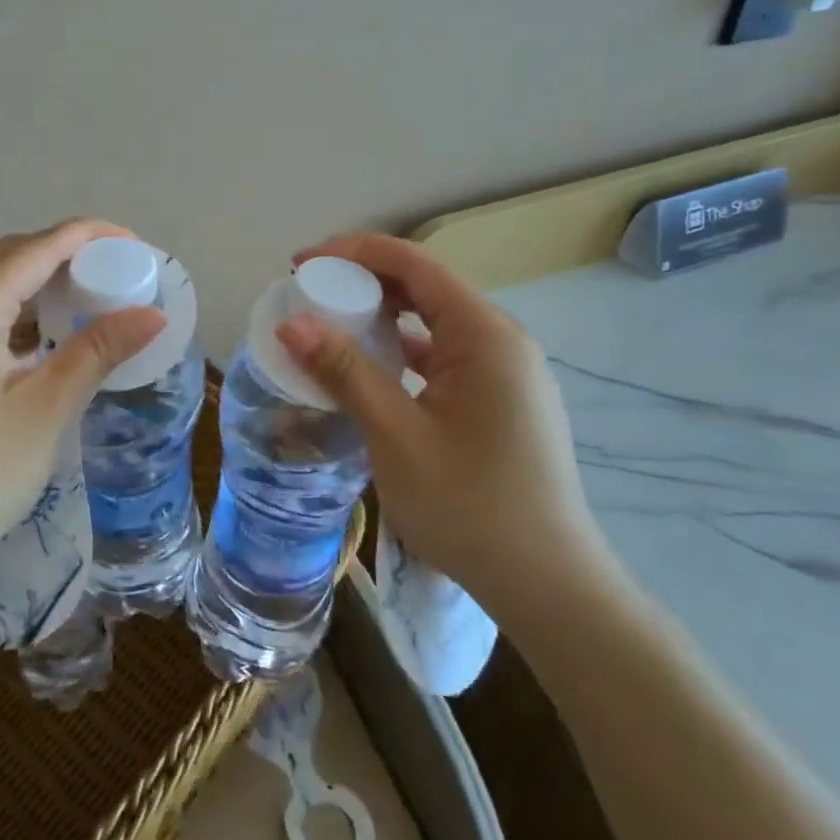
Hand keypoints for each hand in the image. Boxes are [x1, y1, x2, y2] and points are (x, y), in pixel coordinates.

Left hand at [0, 220, 164, 598]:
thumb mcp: (43, 414)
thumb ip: (96, 352)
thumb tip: (152, 313)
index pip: (35, 248)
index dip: (88, 236)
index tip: (135, 245)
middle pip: (9, 257)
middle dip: (65, 254)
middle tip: (116, 274)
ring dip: (39, 283)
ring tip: (88, 301)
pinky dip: (15, 313)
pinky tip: (44, 341)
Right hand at [276, 233, 618, 636]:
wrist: (548, 587)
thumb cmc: (470, 507)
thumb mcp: (396, 435)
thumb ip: (345, 371)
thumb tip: (290, 323)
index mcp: (485, 335)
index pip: (413, 263)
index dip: (352, 252)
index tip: (301, 263)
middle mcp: (502, 340)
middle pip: (425, 286)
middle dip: (363, 281)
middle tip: (308, 293)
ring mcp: (506, 371)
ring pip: (434, 322)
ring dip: (381, 317)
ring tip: (329, 326)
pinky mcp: (501, 399)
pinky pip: (444, 354)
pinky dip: (402, 351)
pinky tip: (369, 369)